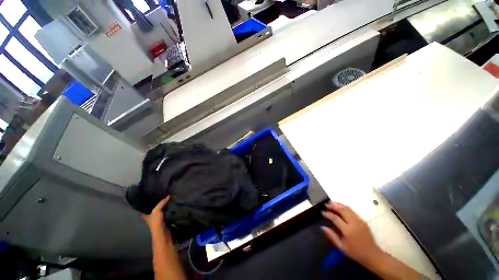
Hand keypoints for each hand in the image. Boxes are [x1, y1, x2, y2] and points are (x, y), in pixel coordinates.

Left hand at [142, 196, 169, 230]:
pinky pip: (166, 213)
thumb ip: (161, 203)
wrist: (163, 233)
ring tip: (169, 199)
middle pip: (153, 209)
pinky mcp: (164, 220)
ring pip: (160, 211)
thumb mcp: (157, 211)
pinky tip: (172, 206)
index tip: (150, 197)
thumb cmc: (156, 222)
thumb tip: (168, 195)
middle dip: (157, 204)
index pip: (144, 208)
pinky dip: (168, 210)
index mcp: (146, 215)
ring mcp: (158, 219)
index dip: (146, 203)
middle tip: (162, 196)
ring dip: (164, 206)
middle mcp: (151, 217)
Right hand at [321, 201, 382, 265]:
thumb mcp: (341, 247)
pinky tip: (340, 207)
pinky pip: (352, 211)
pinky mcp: (363, 220)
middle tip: (326, 204)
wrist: (372, 255)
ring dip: (338, 204)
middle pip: (342, 210)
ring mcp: (359, 221)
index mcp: (348, 231)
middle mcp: (354, 223)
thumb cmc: (355, 252)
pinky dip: (344, 207)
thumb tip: (322, 227)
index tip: (322, 212)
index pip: (335, 218)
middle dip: (333, 206)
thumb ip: (331, 236)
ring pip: (347, 208)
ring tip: (331, 203)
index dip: (328, 214)